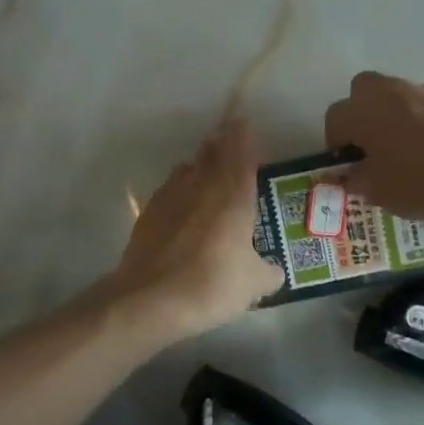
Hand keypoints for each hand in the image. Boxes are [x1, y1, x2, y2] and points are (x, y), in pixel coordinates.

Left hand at [107, 119, 284, 340]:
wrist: (149, 300)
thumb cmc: (211, 285)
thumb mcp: (253, 285)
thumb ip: (269, 272)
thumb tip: (274, 271)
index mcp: (234, 196)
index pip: (241, 153)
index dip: (243, 136)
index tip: (244, 124)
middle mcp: (203, 186)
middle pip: (212, 152)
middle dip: (222, 145)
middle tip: (231, 146)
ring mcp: (171, 196)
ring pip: (189, 168)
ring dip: (200, 166)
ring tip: (209, 177)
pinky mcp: (149, 212)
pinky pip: (170, 189)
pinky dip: (181, 190)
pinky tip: (184, 208)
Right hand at [324, 71, 423, 219]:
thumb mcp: (381, 193)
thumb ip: (357, 180)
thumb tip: (349, 175)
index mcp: (363, 111)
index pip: (334, 119)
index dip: (336, 144)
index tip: (349, 166)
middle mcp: (388, 91)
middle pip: (361, 92)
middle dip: (360, 115)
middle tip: (372, 147)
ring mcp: (422, 90)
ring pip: (394, 96)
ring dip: (392, 115)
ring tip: (407, 150)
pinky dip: (422, 119)